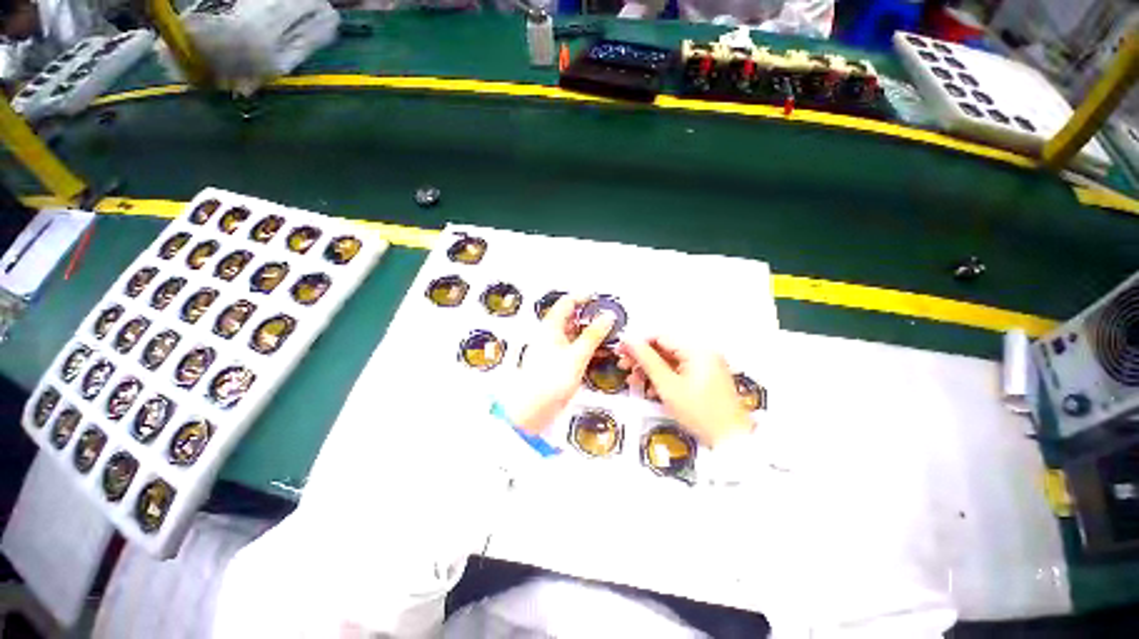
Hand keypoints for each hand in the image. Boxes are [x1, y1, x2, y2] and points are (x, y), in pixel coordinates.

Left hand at [502, 295, 614, 433]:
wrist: (532, 409)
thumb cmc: (547, 381)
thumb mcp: (576, 355)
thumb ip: (593, 335)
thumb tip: (606, 317)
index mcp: (550, 327)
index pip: (567, 302)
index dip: (583, 297)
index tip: (599, 299)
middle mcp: (550, 335)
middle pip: (571, 317)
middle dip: (590, 316)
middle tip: (608, 318)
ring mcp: (553, 349)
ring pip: (574, 333)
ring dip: (590, 333)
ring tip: (608, 334)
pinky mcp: (557, 363)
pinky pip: (574, 348)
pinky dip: (587, 347)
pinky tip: (599, 352)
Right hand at [618, 337, 752, 447]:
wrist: (730, 440)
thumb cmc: (702, 414)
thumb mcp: (667, 385)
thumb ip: (647, 360)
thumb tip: (630, 340)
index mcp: (697, 349)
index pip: (659, 336)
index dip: (637, 343)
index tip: (621, 350)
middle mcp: (703, 352)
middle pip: (664, 348)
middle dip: (642, 357)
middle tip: (624, 365)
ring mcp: (705, 365)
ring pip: (669, 360)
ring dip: (650, 369)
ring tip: (634, 379)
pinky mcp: (705, 377)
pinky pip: (678, 370)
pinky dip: (663, 377)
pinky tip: (650, 387)